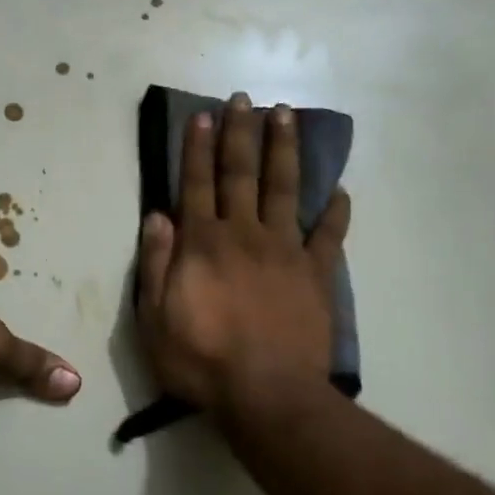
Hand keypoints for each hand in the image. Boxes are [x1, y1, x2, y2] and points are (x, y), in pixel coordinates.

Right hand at [136, 92, 350, 427]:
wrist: (267, 395)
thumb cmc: (201, 361)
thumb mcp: (154, 318)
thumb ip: (154, 264)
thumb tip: (157, 216)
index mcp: (203, 244)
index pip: (197, 185)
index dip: (199, 149)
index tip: (204, 116)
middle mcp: (244, 235)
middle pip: (241, 175)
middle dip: (241, 134)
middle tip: (245, 99)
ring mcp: (285, 251)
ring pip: (285, 190)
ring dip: (284, 151)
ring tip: (287, 116)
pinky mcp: (316, 274)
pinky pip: (329, 235)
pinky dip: (336, 212)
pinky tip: (340, 190)